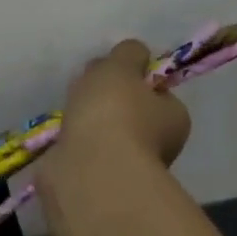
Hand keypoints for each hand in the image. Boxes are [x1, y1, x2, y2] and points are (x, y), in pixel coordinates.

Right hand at [59, 39, 191, 166]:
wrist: (88, 170)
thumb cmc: (114, 113)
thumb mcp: (122, 65)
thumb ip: (128, 53)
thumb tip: (131, 54)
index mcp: (175, 117)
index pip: (156, 91)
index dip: (133, 78)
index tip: (109, 72)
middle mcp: (158, 146)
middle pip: (129, 113)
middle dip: (106, 103)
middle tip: (83, 91)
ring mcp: (126, 167)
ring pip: (105, 135)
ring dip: (88, 125)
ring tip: (68, 114)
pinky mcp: (97, 182)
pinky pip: (85, 154)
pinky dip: (74, 145)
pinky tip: (62, 138)